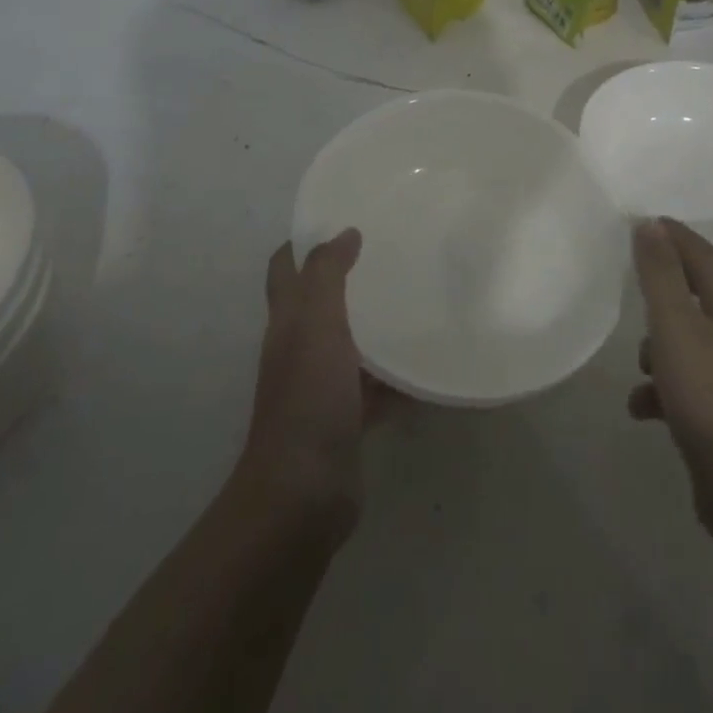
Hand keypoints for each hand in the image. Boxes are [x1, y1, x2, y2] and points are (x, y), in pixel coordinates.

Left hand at [240, 229, 389, 534]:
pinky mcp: (347, 417)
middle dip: (347, 276)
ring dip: (374, 323)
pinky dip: (396, 376)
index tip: (343, 218)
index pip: (285, 268)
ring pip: (350, 342)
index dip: (303, 240)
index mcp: (287, 322)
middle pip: (320, 302)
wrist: (303, 493)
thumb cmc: (307, 399)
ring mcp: (323, 385)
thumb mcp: (316, 326)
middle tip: (391, 252)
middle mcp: (300, 348)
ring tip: (416, 298)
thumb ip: (328, 276)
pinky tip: (427, 362)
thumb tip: (345, 233)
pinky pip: (375, 386)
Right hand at [630, 219, 712, 538]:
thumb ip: (661, 273)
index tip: (636, 225)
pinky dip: (664, 386)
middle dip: (663, 288)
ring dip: (660, 344)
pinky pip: (688, 379)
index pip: (700, 250)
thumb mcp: (675, 326)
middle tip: (632, 282)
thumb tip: (650, 224)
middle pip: (697, 290)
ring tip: (639, 365)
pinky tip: (642, 407)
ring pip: (690, 336)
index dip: (669, 235)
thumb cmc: (709, 395)